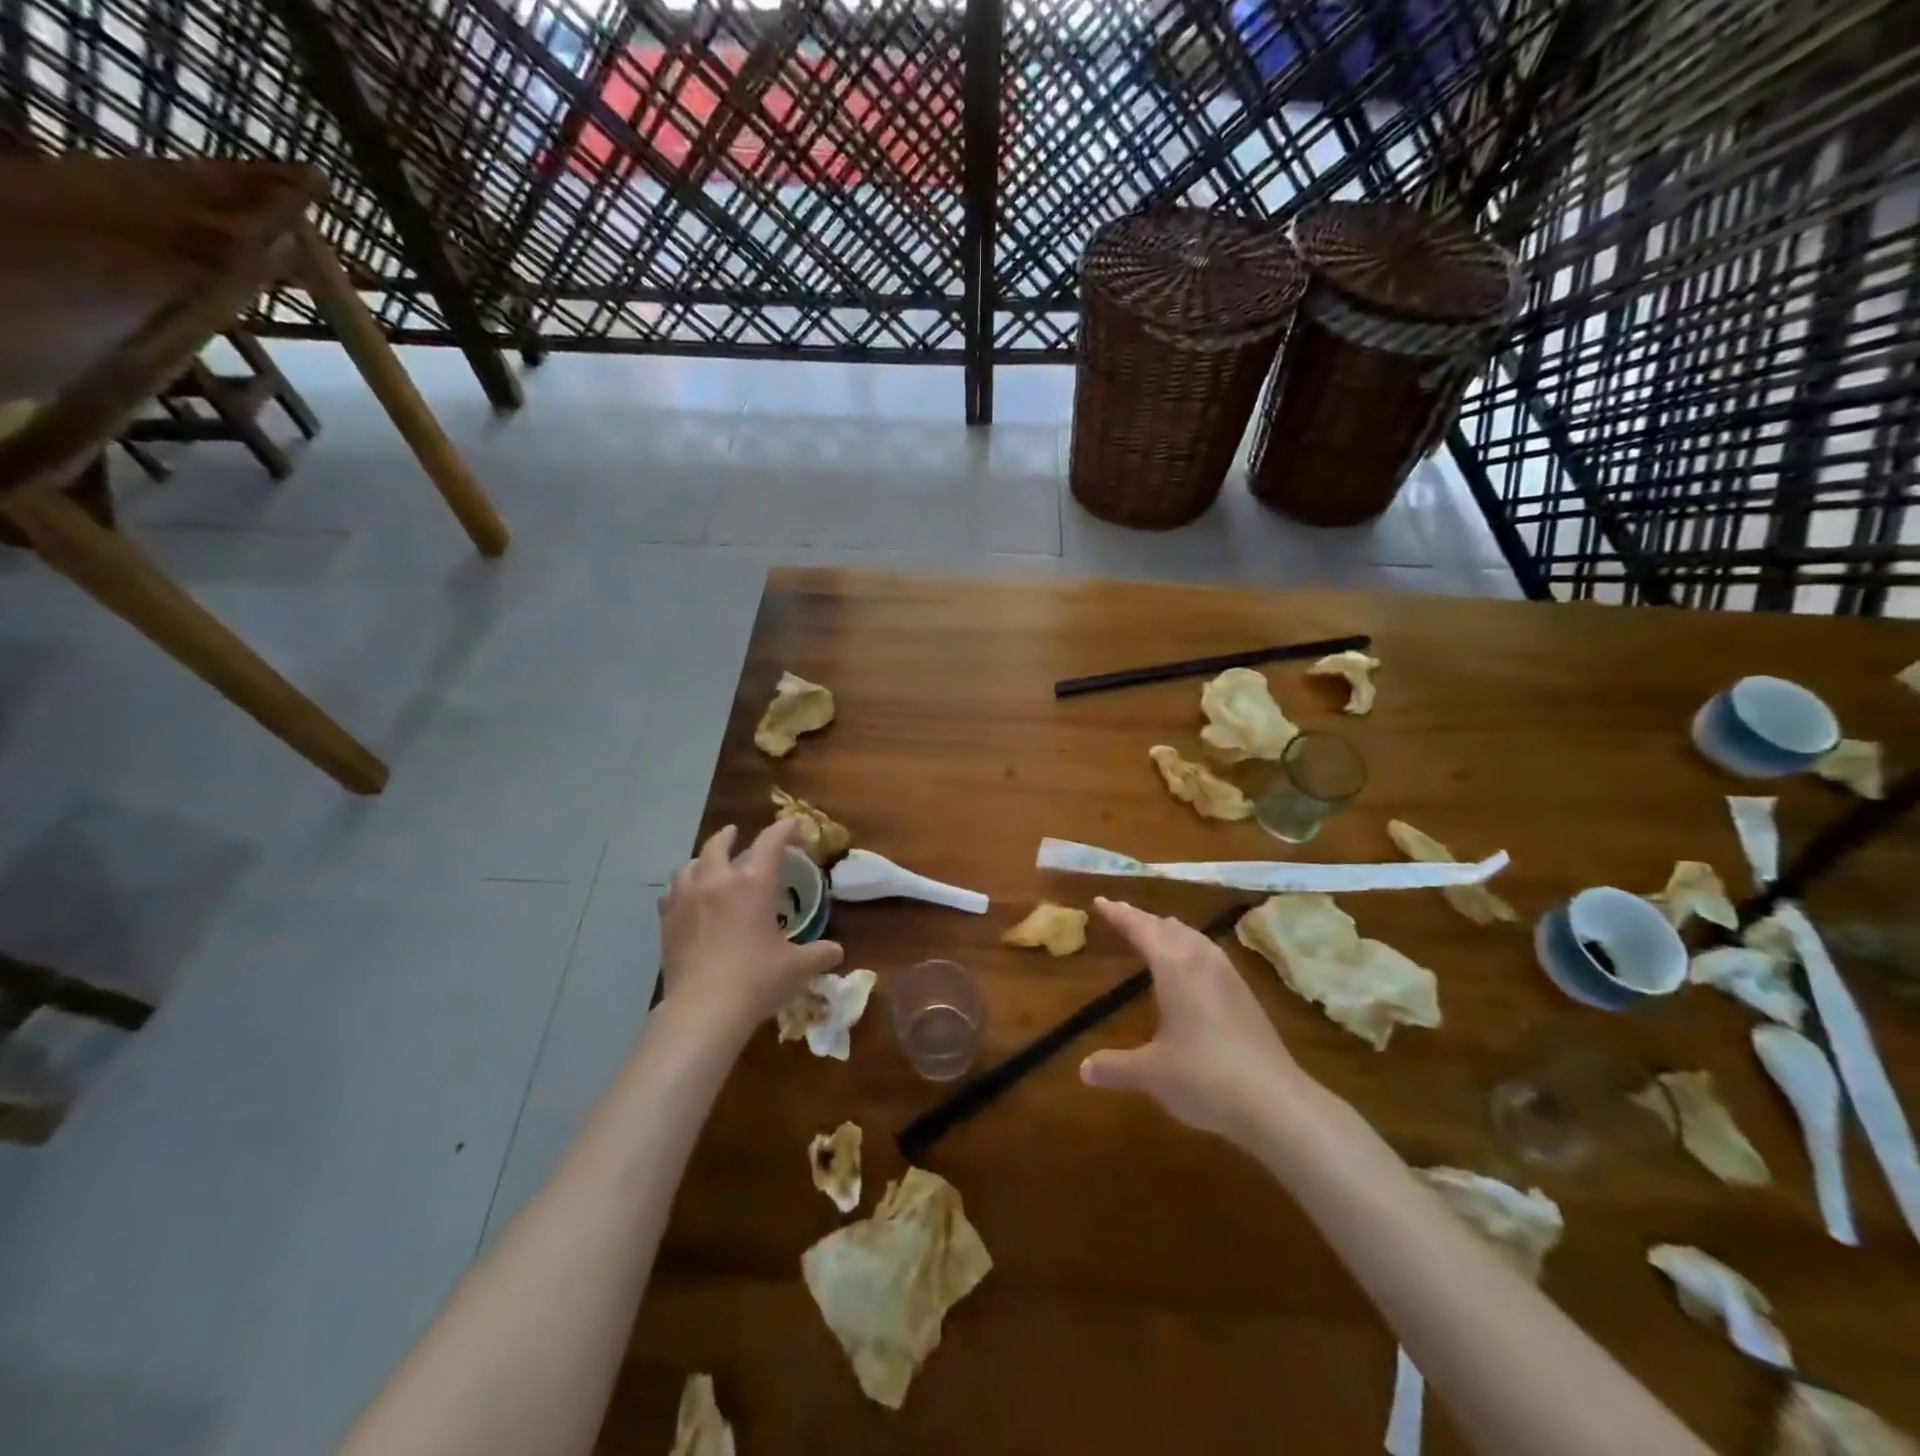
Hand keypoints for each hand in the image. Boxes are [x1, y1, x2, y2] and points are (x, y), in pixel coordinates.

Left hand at [658, 820, 842, 1038]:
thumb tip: (836, 952)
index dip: (784, 829)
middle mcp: (717, 881)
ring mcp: (686, 900)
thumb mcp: (797, 967)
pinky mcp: (667, 922)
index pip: (771, 842)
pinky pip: (671, 893)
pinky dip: (681, 888)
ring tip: (708, 865)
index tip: (794, 826)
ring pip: (690, 865)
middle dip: (730, 836)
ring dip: (702, 860)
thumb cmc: (757, 980)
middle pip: (719, 845)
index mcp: (753, 882)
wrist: (703, 1009)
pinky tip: (685, 899)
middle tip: (736, 834)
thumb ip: (819, 954)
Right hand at [1079, 897, 1308, 1141]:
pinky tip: (1194, 967)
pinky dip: (1191, 948)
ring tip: (1157, 930)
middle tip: (1121, 913)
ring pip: (1194, 938)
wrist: (1276, 1102)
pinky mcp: (1246, 996)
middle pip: (1167, 928)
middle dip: (1142, 919)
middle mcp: (1201, 961)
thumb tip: (1084, 1069)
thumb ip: (1116, 1067)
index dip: (1118, 914)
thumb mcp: (1152, 1073)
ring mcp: (1228, 977)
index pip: (1140, 929)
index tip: (1100, 901)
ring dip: (1170, 931)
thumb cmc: (1204, 1077)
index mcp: (1174, 967)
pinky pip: (1210, 954)